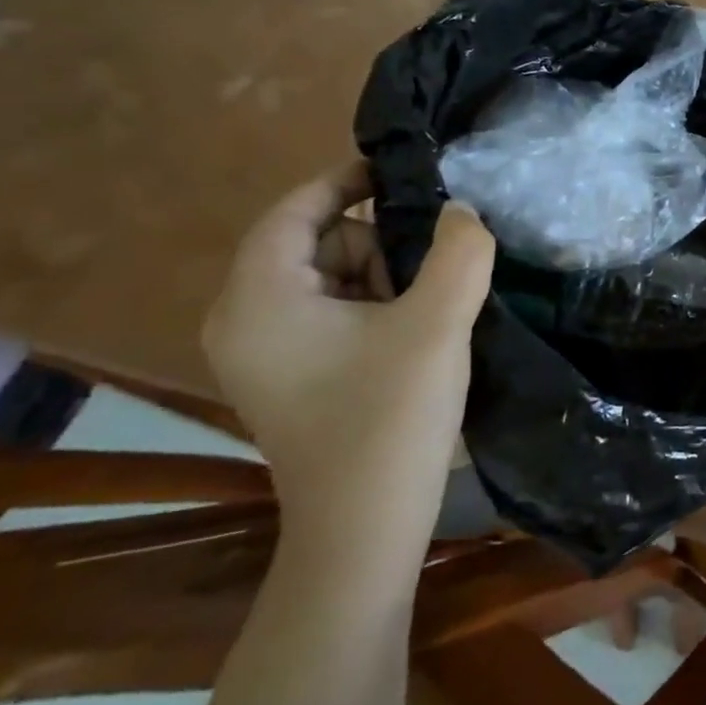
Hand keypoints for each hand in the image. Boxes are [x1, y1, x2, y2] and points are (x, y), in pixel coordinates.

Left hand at [202, 161, 495, 534]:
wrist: (364, 533)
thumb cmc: (389, 420)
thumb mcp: (436, 324)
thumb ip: (459, 252)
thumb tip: (462, 211)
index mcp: (260, 298)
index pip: (295, 209)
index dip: (348, 179)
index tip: (407, 172)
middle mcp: (244, 319)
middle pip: (318, 242)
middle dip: (380, 245)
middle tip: (432, 276)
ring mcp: (263, 353)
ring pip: (330, 278)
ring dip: (385, 278)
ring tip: (428, 312)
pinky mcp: (288, 377)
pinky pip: (331, 313)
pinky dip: (375, 308)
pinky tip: (413, 336)